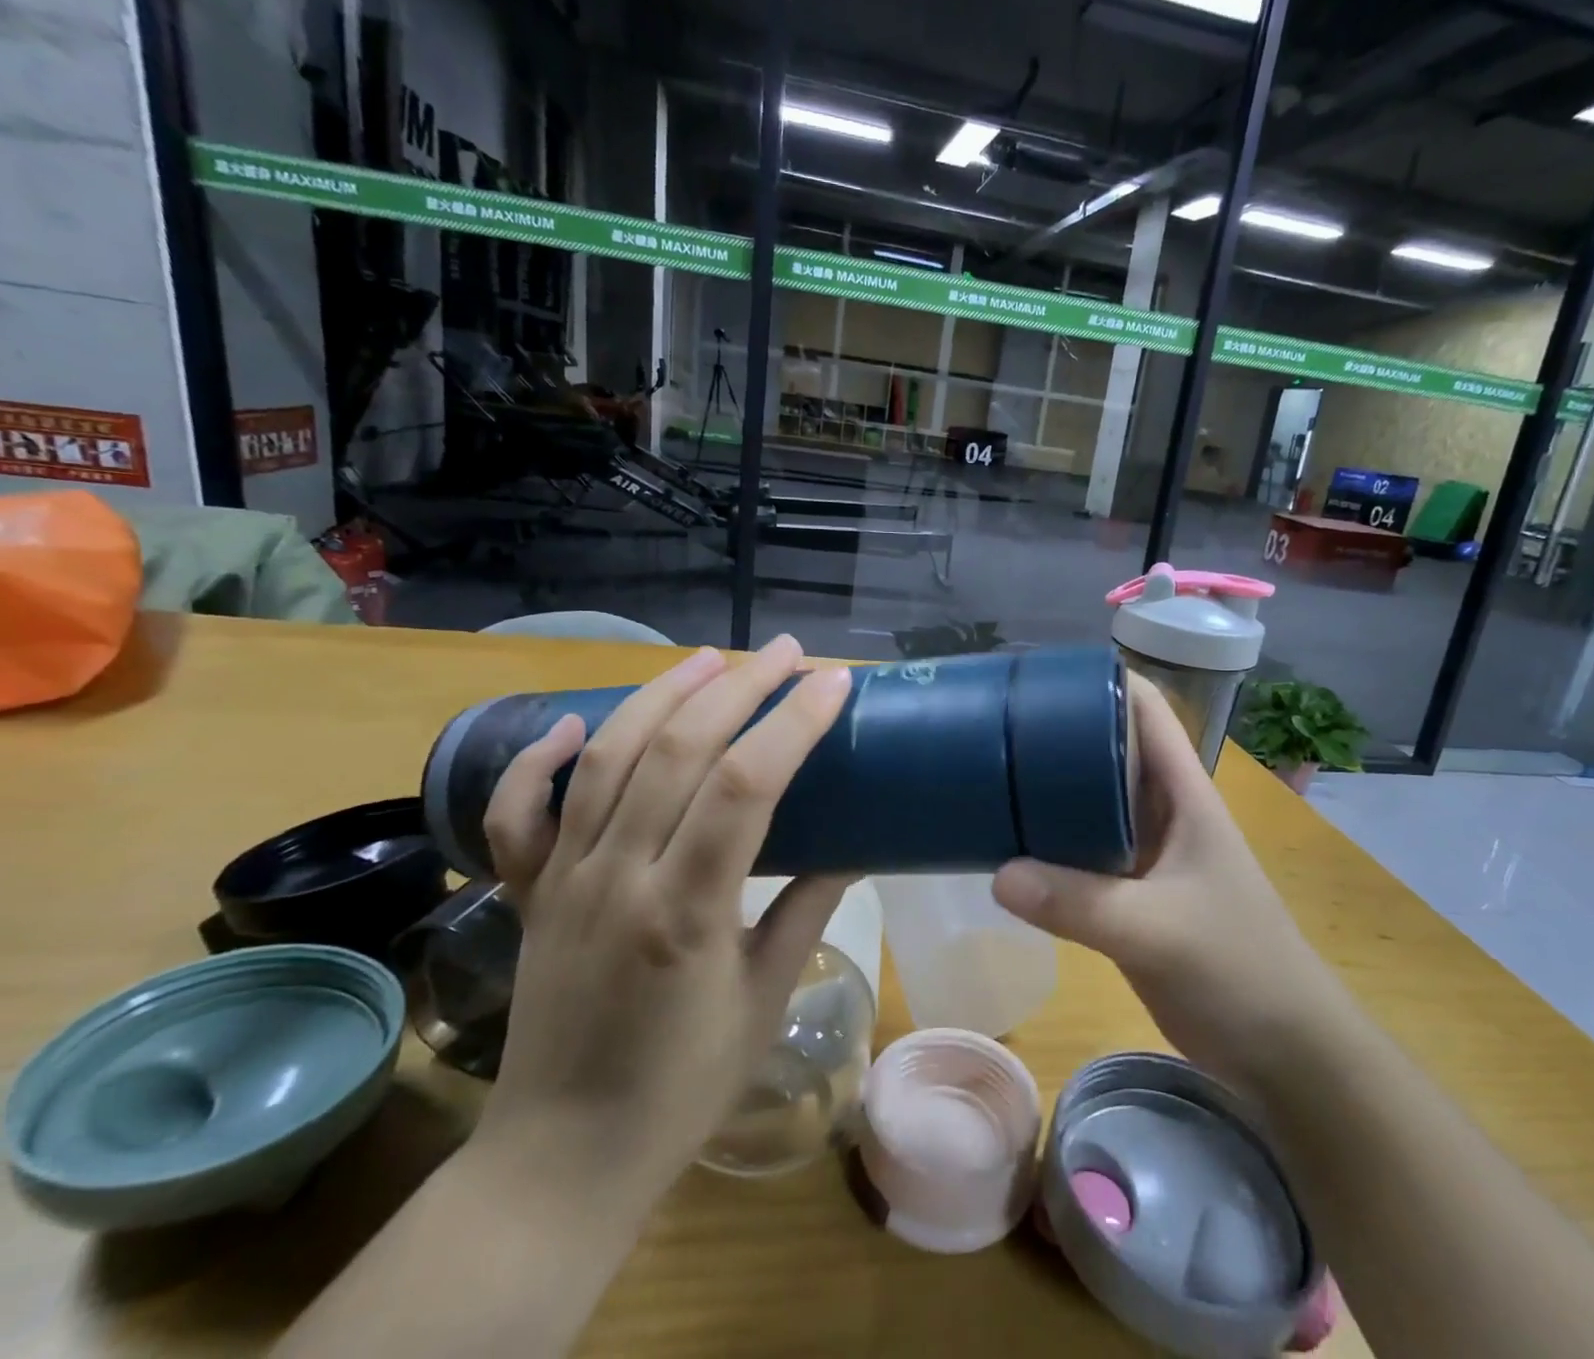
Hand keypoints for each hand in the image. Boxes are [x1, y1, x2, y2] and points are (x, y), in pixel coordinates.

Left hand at [467, 637, 854, 1223]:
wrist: (561, 1159)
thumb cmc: (682, 1088)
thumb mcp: (766, 997)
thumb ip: (808, 909)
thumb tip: (854, 844)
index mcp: (685, 912)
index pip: (744, 785)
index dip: (792, 722)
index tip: (832, 682)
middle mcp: (617, 879)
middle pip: (677, 751)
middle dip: (739, 688)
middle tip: (786, 653)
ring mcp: (563, 881)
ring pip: (608, 760)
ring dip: (662, 697)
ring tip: (712, 661)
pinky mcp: (529, 894)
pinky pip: (519, 815)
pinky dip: (541, 760)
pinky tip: (579, 721)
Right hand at [991, 676, 1345, 1088]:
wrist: (1283, 1051)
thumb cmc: (1239, 968)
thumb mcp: (1159, 930)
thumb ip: (1080, 903)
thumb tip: (998, 874)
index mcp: (1184, 794)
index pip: (1147, 712)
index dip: (1102, 681)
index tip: (1041, 674)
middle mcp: (1163, 811)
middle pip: (1109, 750)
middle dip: (1059, 733)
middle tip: (995, 726)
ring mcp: (1146, 853)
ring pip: (1092, 802)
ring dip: (1050, 790)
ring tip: (988, 774)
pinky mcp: (1130, 894)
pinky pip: (1083, 853)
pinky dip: (1050, 844)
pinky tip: (1009, 845)